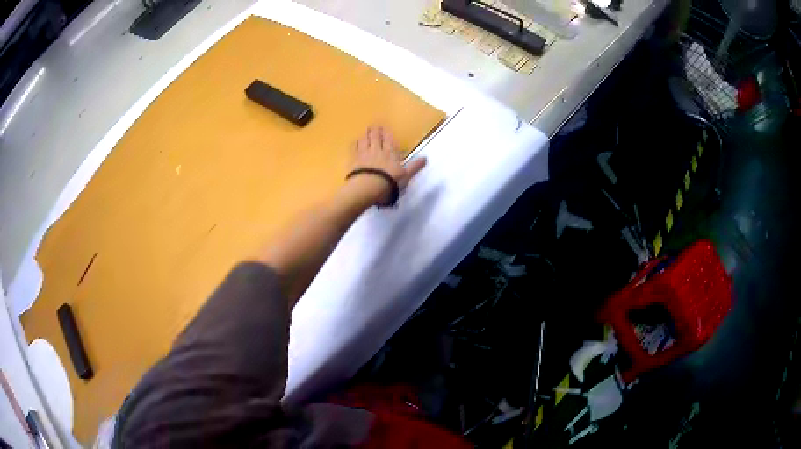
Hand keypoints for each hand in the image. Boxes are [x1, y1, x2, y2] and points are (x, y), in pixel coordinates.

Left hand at [348, 126, 426, 205]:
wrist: (368, 188)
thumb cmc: (389, 183)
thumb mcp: (406, 176)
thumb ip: (414, 167)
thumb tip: (425, 158)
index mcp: (391, 153)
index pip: (389, 140)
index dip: (386, 133)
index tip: (384, 128)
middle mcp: (377, 150)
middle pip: (376, 137)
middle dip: (375, 131)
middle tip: (374, 126)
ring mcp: (364, 154)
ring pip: (364, 140)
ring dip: (365, 134)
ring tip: (365, 131)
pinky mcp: (353, 160)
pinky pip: (354, 148)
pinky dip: (355, 143)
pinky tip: (355, 142)